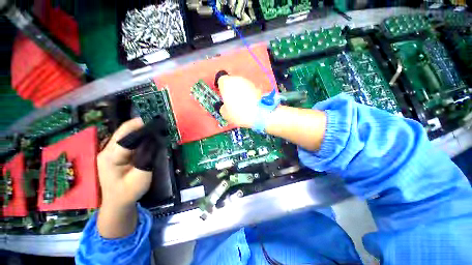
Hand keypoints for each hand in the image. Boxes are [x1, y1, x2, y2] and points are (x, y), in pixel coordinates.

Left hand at [97, 118, 151, 207]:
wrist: (118, 202)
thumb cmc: (129, 192)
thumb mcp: (141, 177)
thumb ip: (148, 159)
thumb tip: (156, 141)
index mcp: (110, 157)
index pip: (125, 135)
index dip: (140, 126)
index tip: (157, 121)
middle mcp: (108, 150)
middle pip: (125, 131)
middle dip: (142, 124)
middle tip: (160, 122)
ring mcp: (112, 150)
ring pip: (128, 134)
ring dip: (143, 129)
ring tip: (158, 127)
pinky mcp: (118, 152)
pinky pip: (130, 140)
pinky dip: (142, 136)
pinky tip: (152, 136)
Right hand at [218, 76, 262, 127]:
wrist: (258, 114)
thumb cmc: (238, 113)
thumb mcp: (225, 114)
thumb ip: (223, 108)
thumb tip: (225, 107)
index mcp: (226, 83)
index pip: (221, 80)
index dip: (221, 87)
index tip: (223, 95)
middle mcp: (237, 79)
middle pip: (232, 82)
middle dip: (231, 89)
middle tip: (232, 101)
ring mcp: (248, 82)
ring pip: (241, 85)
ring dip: (240, 91)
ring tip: (242, 103)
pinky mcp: (257, 87)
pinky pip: (249, 89)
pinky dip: (248, 94)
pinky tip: (249, 103)